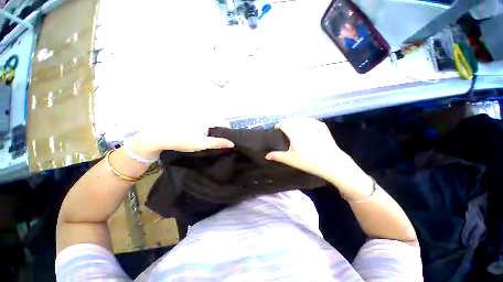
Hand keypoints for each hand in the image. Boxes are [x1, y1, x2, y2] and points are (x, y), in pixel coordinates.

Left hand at [128, 119, 233, 159]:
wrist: (159, 136)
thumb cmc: (182, 140)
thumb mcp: (202, 144)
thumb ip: (218, 143)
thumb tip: (232, 143)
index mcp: (208, 119)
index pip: (224, 123)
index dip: (227, 132)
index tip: (226, 140)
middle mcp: (204, 115)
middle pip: (218, 122)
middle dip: (220, 131)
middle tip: (218, 141)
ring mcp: (197, 116)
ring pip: (211, 122)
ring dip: (213, 130)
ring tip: (209, 139)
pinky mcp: (191, 118)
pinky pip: (204, 122)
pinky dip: (206, 128)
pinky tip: (201, 135)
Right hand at [265, 118, 360, 183]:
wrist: (331, 163)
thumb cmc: (308, 161)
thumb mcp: (290, 159)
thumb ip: (277, 156)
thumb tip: (266, 156)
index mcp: (294, 131)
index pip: (283, 123)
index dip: (278, 126)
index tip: (277, 130)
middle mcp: (303, 125)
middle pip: (291, 119)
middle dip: (286, 124)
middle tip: (285, 132)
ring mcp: (314, 124)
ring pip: (301, 118)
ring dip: (295, 122)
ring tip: (294, 130)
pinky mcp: (322, 125)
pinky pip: (310, 120)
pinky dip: (305, 123)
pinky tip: (306, 130)